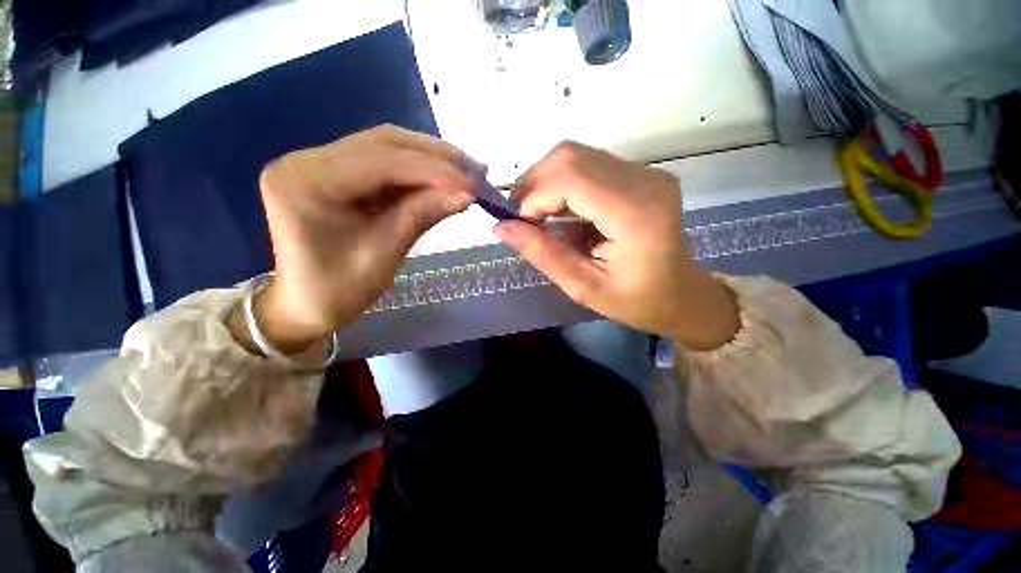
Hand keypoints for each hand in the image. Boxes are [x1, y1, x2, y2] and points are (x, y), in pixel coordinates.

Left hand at [244, 125, 476, 352]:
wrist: (305, 305)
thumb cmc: (339, 291)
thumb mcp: (385, 254)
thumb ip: (423, 214)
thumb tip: (467, 192)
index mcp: (306, 182)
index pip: (382, 162)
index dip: (434, 170)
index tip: (474, 183)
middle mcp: (306, 159)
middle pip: (384, 143)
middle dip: (437, 157)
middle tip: (477, 170)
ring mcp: (317, 162)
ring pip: (386, 147)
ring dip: (430, 158)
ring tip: (466, 170)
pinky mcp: (333, 171)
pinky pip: (381, 161)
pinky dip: (416, 169)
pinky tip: (442, 176)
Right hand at [494, 142, 738, 350]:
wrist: (682, 293)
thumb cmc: (636, 301)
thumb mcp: (584, 287)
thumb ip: (543, 254)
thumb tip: (500, 228)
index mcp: (635, 214)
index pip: (570, 178)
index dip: (534, 196)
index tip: (520, 225)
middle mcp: (644, 180)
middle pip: (570, 157)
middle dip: (534, 184)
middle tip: (523, 218)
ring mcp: (645, 172)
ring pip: (576, 156)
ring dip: (546, 182)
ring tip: (538, 216)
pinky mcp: (641, 174)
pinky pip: (588, 164)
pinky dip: (563, 184)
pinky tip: (560, 211)